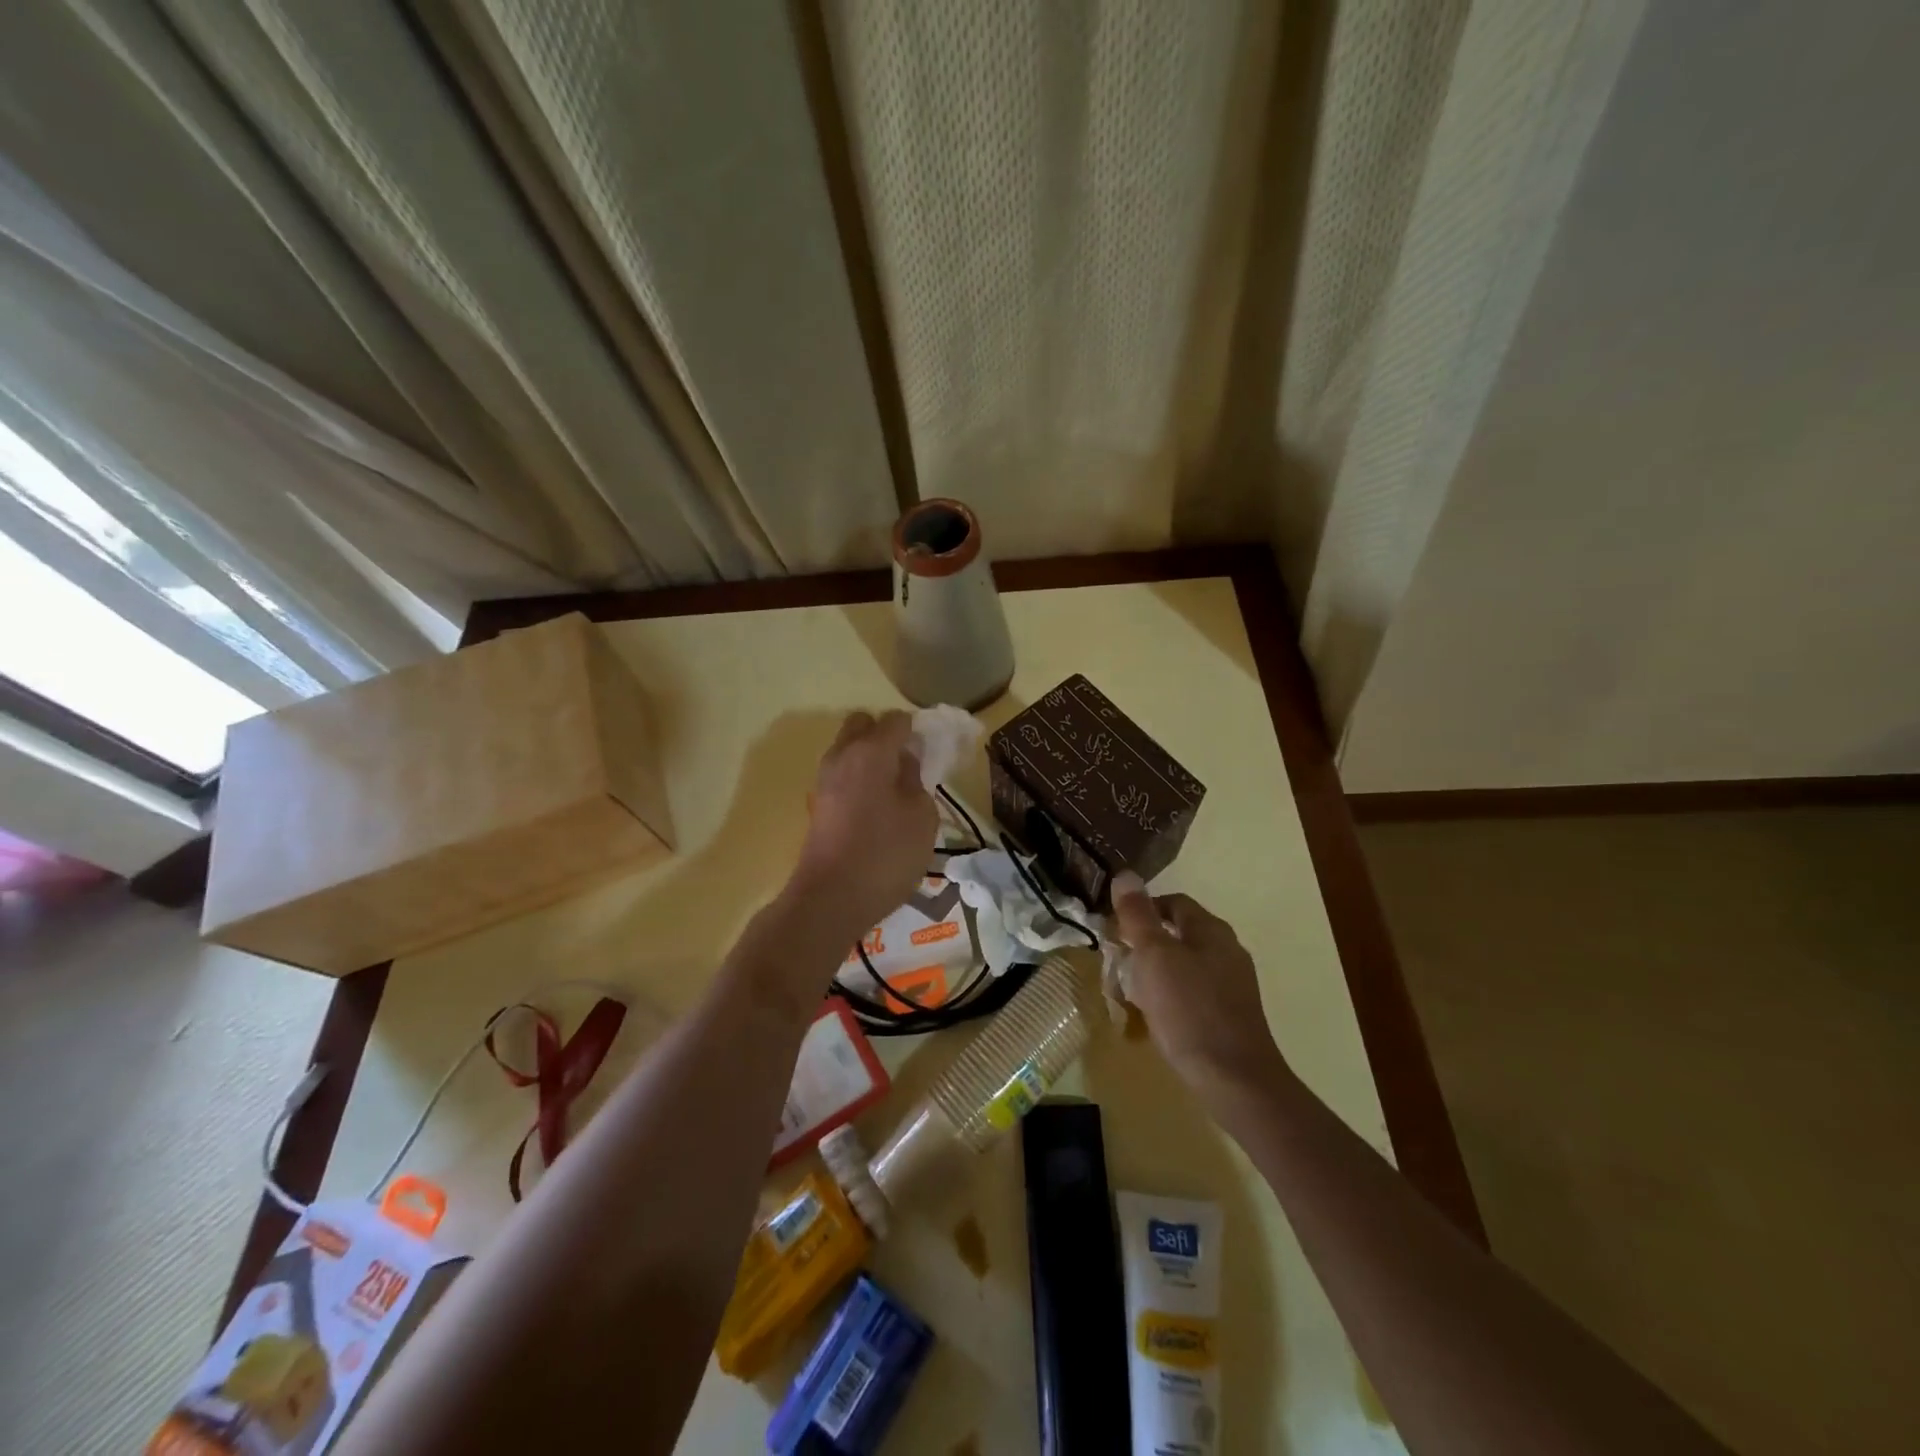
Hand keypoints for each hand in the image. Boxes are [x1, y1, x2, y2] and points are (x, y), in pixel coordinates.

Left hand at [789, 711, 938, 944]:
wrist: (830, 900)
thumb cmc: (885, 855)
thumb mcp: (922, 818)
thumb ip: (917, 780)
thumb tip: (905, 762)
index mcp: (871, 751)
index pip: (896, 720)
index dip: (916, 731)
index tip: (930, 753)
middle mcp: (842, 756)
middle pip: (863, 724)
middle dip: (885, 735)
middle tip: (908, 765)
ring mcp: (824, 780)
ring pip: (848, 749)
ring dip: (870, 758)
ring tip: (894, 791)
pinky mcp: (817, 804)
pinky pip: (841, 775)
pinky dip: (857, 780)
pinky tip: (875, 809)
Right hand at [1111, 872, 1287, 1100]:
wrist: (1234, 1079)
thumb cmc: (1189, 1010)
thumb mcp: (1154, 956)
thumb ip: (1138, 915)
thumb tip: (1125, 874)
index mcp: (1211, 930)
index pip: (1171, 902)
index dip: (1140, 910)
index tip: (1114, 931)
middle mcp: (1227, 949)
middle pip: (1178, 933)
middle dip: (1144, 944)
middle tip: (1117, 964)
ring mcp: (1233, 983)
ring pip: (1184, 964)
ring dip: (1154, 972)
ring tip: (1130, 993)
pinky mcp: (1231, 1014)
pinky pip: (1193, 992)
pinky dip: (1170, 996)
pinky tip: (1156, 1017)